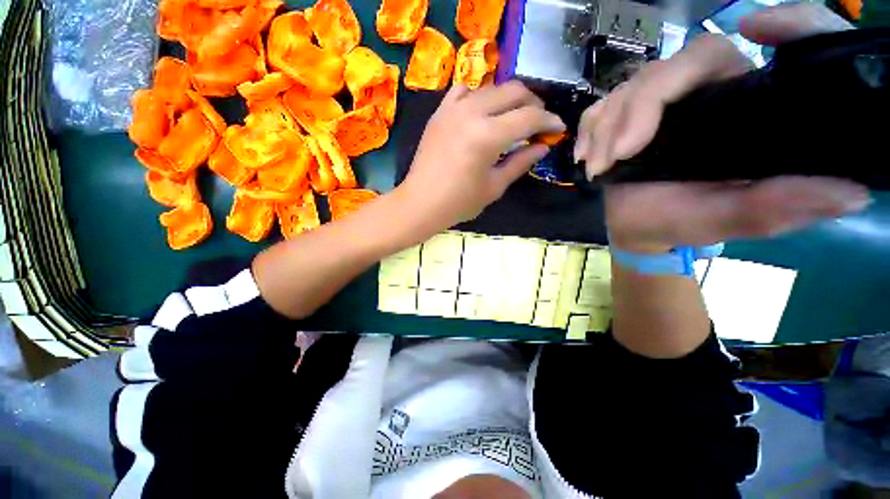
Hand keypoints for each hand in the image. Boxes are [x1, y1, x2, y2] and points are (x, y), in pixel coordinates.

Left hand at [397, 82, 565, 229]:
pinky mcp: (440, 113)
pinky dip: (478, 96)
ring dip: (508, 99)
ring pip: (491, 87)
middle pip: (513, 91)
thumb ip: (520, 162)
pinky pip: (463, 91)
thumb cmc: (458, 203)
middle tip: (538, 123)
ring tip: (513, 118)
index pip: (529, 117)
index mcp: (488, 135)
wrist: (421, 203)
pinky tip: (481, 112)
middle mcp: (471, 113)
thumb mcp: (494, 187)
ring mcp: (452, 109)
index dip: (548, 121)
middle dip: (533, 104)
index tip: (558, 129)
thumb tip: (542, 147)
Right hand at [574, 3, 867, 251]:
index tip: (758, 28)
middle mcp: (711, 93)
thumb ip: (778, 207)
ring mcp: (663, 103)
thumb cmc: (682, 222)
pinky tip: (587, 156)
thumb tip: (854, 193)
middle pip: (683, 63)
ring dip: (607, 126)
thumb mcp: (730, 219)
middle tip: (618, 154)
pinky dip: (589, 129)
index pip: (779, 56)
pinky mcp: (626, 114)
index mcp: (748, 111)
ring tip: (599, 167)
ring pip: (634, 84)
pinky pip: (602, 105)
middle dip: (641, 106)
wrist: (637, 226)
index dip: (778, 25)